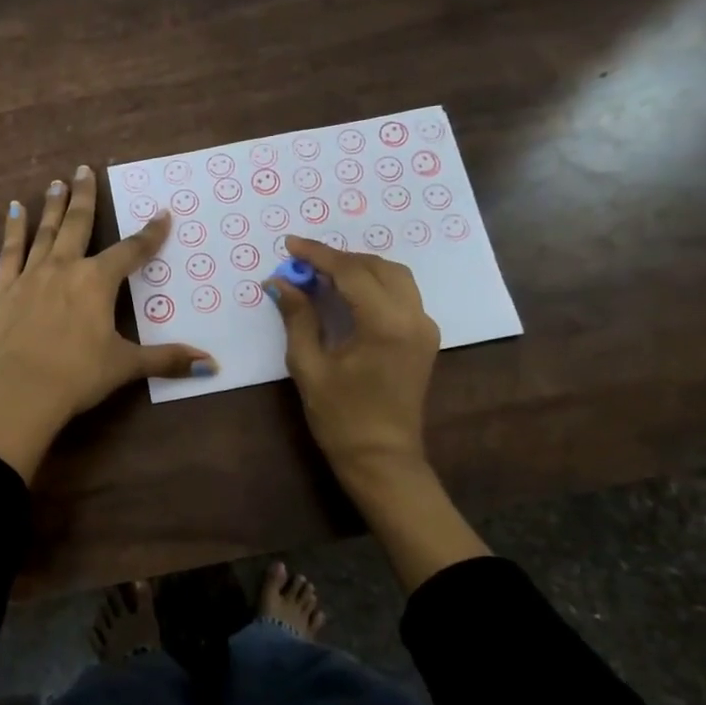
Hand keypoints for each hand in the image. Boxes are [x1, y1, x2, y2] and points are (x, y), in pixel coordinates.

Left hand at [0, 164, 214, 480]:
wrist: (21, 391)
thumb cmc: (78, 375)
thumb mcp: (126, 365)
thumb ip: (167, 359)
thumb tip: (211, 365)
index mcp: (97, 282)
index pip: (131, 251)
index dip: (150, 233)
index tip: (162, 214)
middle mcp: (65, 268)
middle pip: (78, 225)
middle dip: (85, 197)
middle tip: (84, 169)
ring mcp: (31, 276)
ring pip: (45, 232)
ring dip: (53, 206)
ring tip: (57, 182)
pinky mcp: (3, 289)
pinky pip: (10, 251)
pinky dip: (13, 229)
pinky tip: (14, 209)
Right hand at [265, 235, 438, 478]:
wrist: (382, 459)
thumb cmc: (341, 418)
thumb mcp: (310, 366)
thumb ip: (298, 318)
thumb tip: (280, 282)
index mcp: (386, 324)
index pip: (351, 272)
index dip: (318, 255)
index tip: (290, 245)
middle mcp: (413, 318)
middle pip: (377, 266)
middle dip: (339, 259)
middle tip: (303, 263)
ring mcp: (424, 327)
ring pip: (395, 276)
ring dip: (359, 268)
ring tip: (323, 274)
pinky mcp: (425, 338)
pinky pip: (402, 295)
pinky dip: (375, 284)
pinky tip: (348, 293)